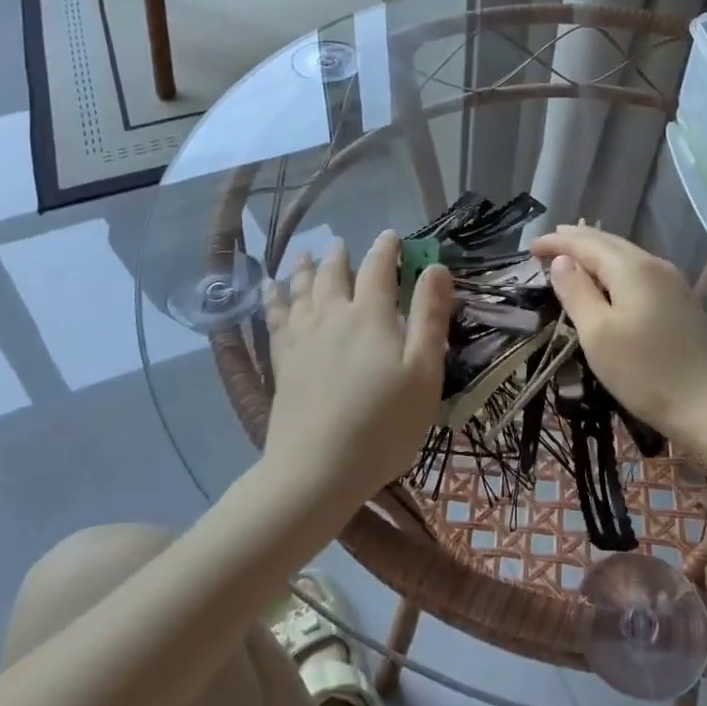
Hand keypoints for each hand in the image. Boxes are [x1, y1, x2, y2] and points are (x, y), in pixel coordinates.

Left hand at [263, 231, 452, 512]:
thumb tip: (436, 268)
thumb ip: (430, 317)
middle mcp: (332, 315)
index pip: (378, 268)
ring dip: (304, 268)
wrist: (317, 469)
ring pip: (301, 290)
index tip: (391, 236)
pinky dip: (273, 298)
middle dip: (340, 256)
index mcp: (370, 315)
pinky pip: (275, 317)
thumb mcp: (424, 372)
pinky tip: (269, 290)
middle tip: (341, 244)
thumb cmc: (383, 424)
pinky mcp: (283, 362)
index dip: (386, 249)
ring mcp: (302, 337)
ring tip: (304, 255)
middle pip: (333, 274)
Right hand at [528, 224, 706, 453]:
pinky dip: (613, 268)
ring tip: (572, 256)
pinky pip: (638, 271)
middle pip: (608, 242)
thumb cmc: (646, 372)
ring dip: (595, 253)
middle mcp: (654, 265)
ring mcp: (672, 283)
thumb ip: (576, 292)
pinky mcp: (680, 302)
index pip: (586, 244)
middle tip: (547, 244)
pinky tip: (607, 280)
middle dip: (576, 241)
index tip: (529, 247)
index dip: (556, 243)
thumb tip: (562, 261)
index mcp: (631, 268)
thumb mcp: (598, 334)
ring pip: (625, 255)